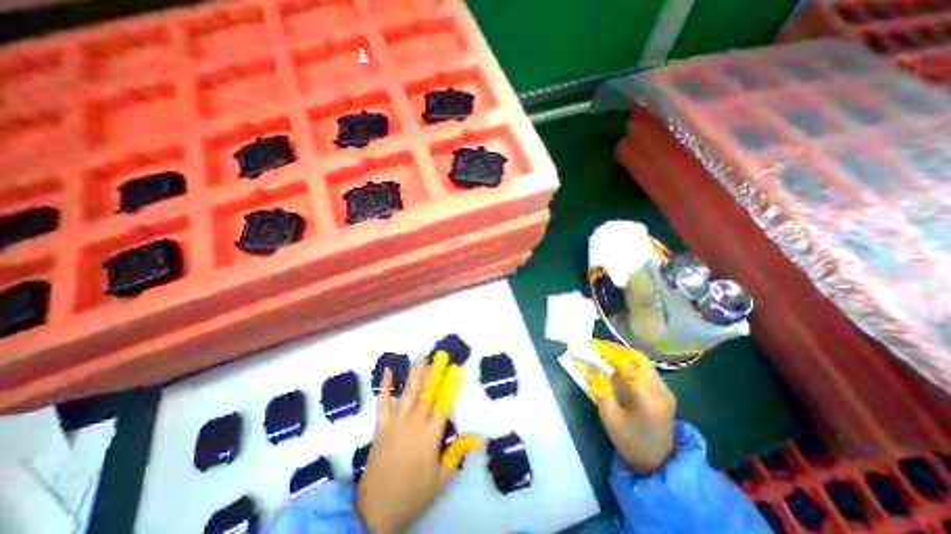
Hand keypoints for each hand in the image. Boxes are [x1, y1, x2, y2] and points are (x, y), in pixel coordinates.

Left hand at [357, 352, 479, 530]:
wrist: (376, 509)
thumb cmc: (413, 493)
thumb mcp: (441, 478)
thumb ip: (458, 454)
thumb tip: (479, 439)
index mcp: (431, 435)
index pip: (444, 403)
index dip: (450, 384)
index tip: (455, 368)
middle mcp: (415, 423)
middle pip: (427, 392)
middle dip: (434, 371)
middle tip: (439, 354)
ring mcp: (396, 422)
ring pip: (408, 392)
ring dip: (415, 373)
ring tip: (420, 356)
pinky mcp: (381, 426)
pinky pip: (382, 402)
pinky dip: (384, 386)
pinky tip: (386, 371)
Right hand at [593, 339, 675, 473]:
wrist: (658, 462)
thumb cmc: (631, 441)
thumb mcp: (610, 419)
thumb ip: (602, 392)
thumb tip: (596, 368)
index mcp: (648, 400)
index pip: (628, 367)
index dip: (609, 353)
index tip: (593, 346)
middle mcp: (661, 391)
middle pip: (638, 359)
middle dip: (616, 349)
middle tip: (597, 346)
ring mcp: (666, 390)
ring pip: (643, 361)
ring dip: (623, 353)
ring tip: (605, 351)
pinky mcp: (665, 390)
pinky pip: (646, 368)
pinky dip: (630, 360)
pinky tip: (618, 361)